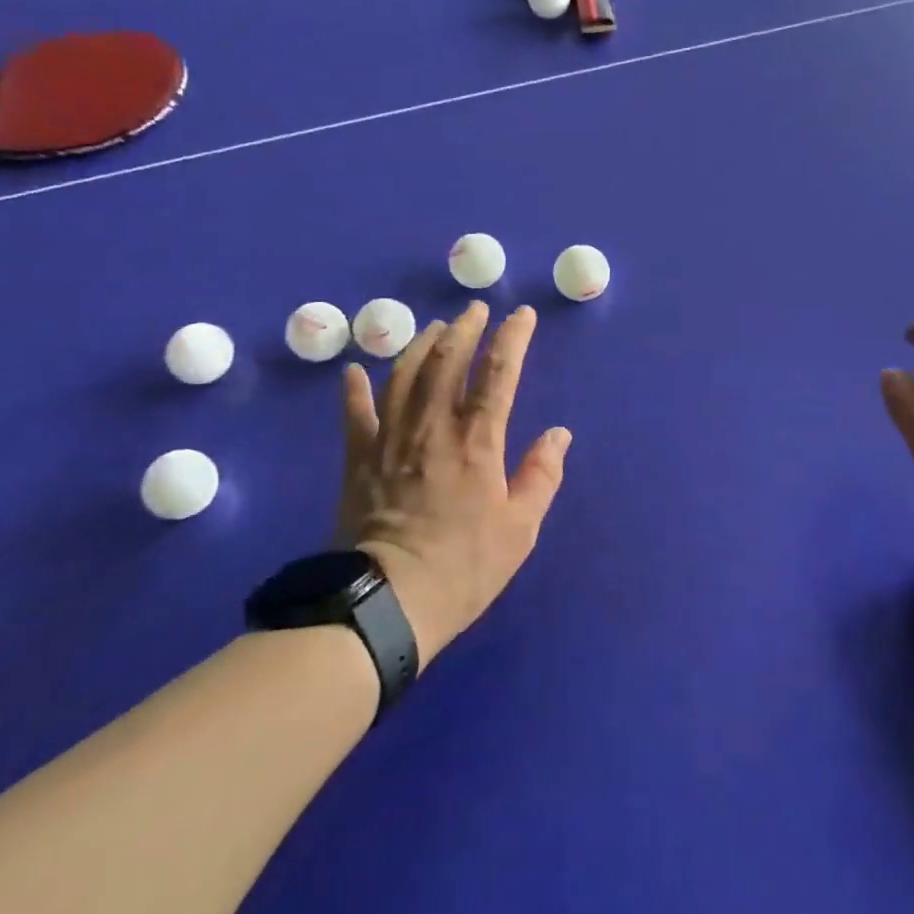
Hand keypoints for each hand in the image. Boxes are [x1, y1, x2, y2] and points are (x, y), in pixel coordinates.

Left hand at [337, 302, 571, 665]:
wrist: (387, 602)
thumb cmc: (463, 567)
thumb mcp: (519, 529)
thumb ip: (541, 475)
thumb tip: (559, 433)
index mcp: (477, 440)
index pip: (498, 373)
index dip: (512, 337)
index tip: (521, 315)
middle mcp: (433, 426)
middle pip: (448, 360)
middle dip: (465, 328)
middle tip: (475, 310)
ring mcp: (391, 438)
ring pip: (405, 375)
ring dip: (422, 345)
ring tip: (435, 327)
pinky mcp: (360, 458)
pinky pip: (355, 414)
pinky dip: (354, 389)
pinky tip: (354, 370)